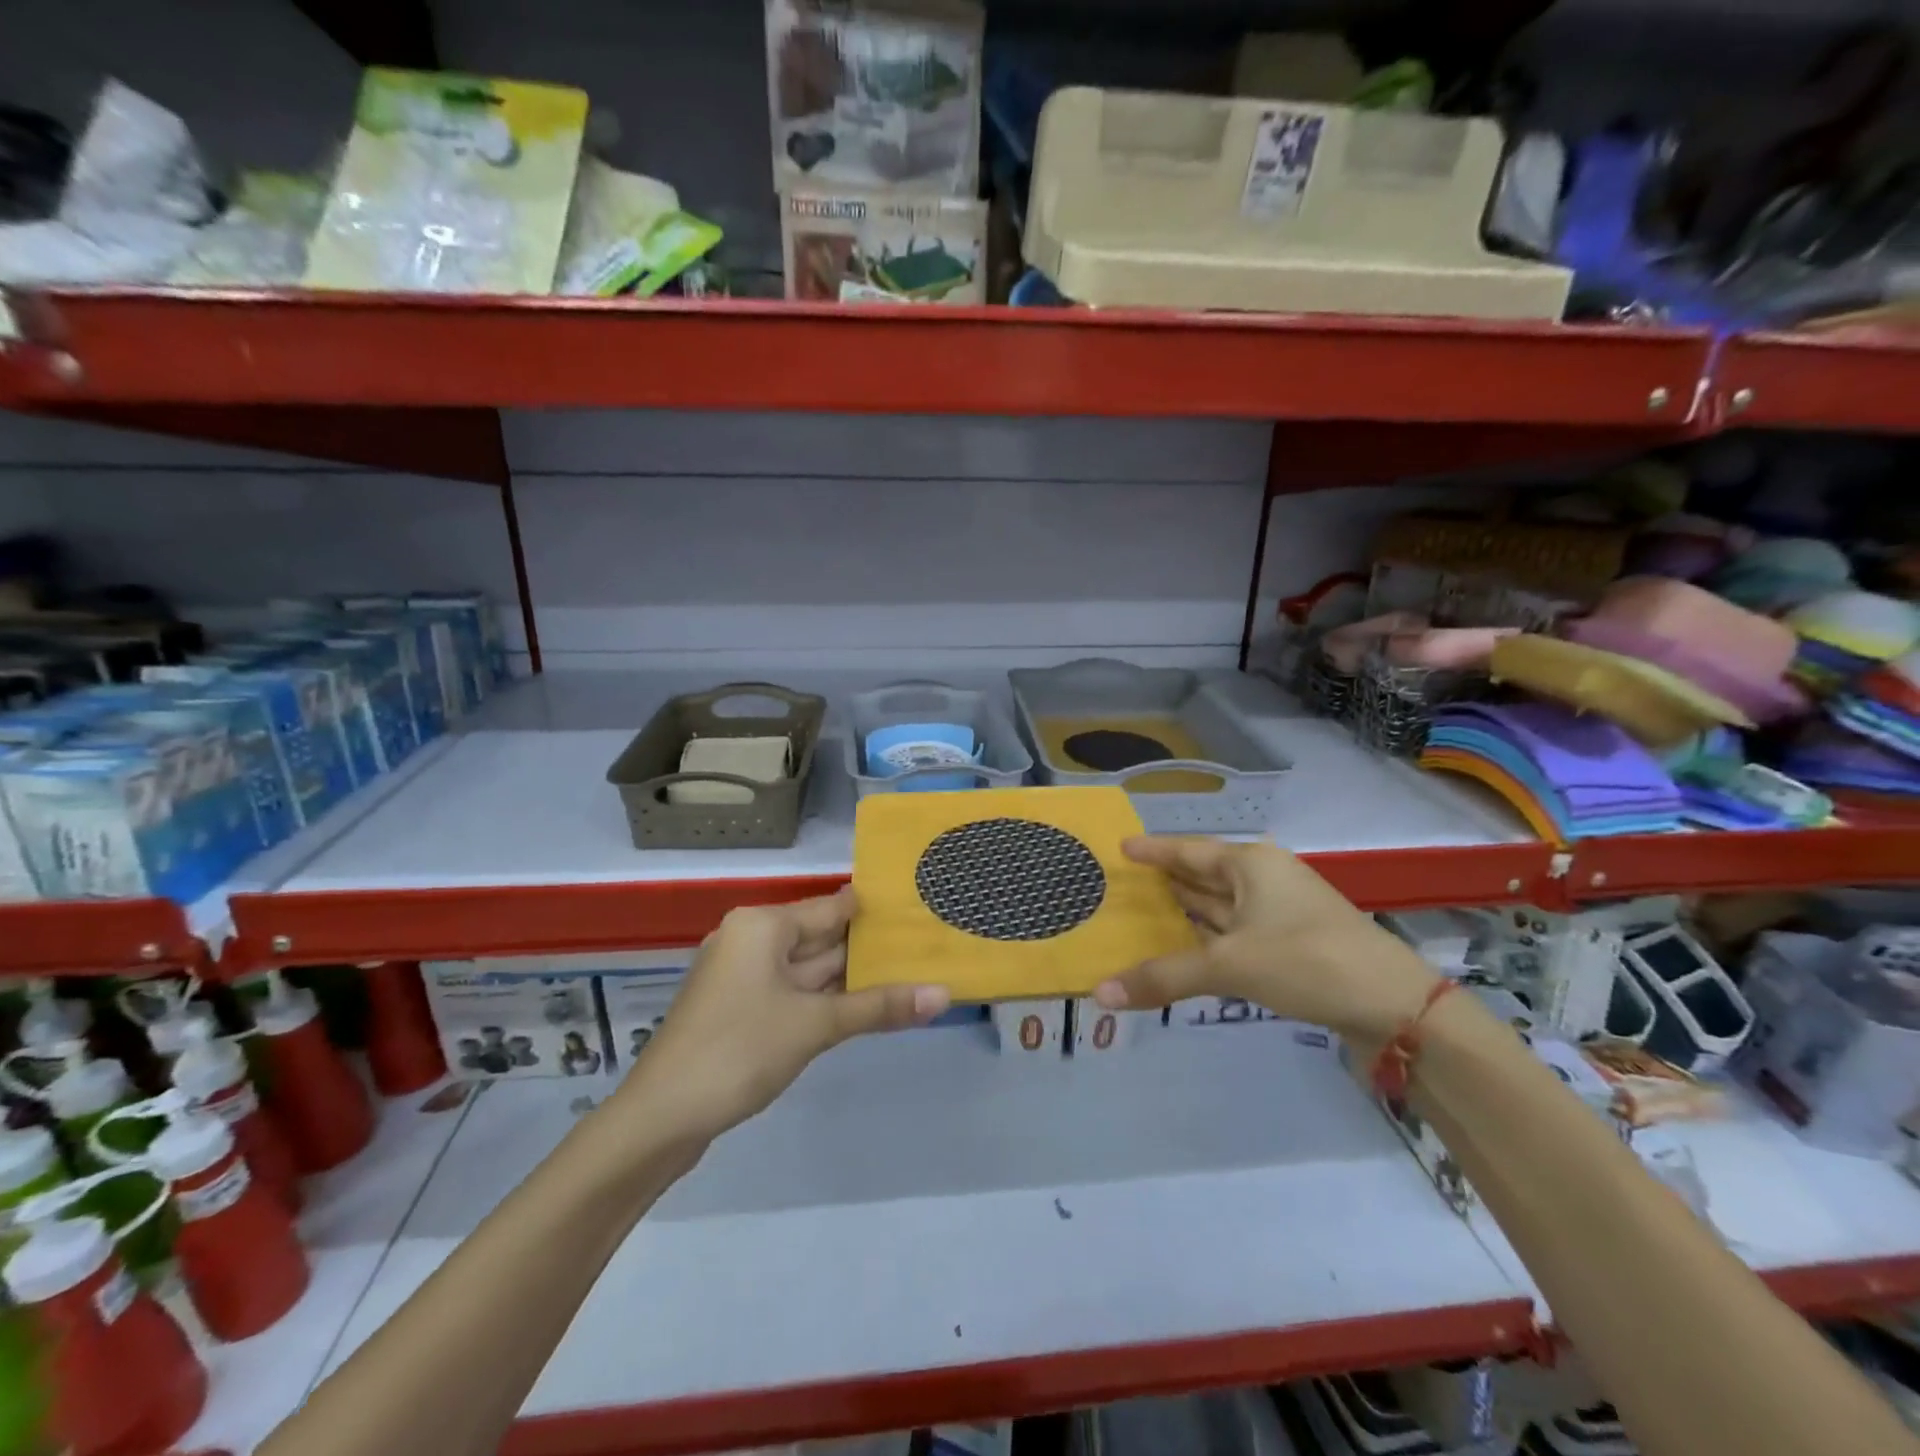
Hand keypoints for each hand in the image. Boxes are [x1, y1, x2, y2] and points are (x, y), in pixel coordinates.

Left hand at [618, 887, 949, 1141]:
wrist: (658, 1120)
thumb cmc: (738, 1052)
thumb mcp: (815, 1025)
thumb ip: (879, 1007)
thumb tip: (943, 994)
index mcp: (763, 925)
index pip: (833, 906)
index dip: (876, 911)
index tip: (921, 911)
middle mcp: (752, 940)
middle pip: (822, 937)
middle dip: (870, 949)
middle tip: (927, 947)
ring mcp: (742, 977)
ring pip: (809, 969)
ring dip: (852, 978)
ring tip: (911, 976)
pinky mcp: (739, 1010)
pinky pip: (793, 993)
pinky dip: (826, 1000)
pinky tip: (865, 1009)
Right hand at [1093, 838, 1437, 1044]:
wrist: (1396, 1007)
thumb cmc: (1307, 960)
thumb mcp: (1230, 964)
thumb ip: (1165, 976)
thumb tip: (1100, 993)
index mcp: (1251, 864)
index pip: (1188, 850)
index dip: (1154, 850)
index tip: (1121, 847)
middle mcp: (1264, 880)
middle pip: (1203, 876)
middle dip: (1166, 882)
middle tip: (1121, 886)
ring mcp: (1280, 915)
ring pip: (1220, 908)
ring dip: (1185, 913)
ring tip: (1143, 915)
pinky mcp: (1291, 948)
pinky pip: (1234, 936)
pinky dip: (1207, 941)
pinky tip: (1185, 950)